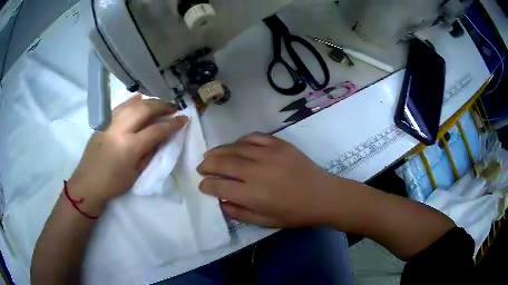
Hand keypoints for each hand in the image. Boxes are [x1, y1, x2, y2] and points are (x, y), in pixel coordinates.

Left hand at [68, 95, 187, 213]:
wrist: (88, 182)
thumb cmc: (113, 184)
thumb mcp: (136, 173)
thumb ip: (150, 152)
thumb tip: (162, 137)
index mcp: (129, 147)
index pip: (156, 130)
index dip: (172, 123)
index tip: (184, 119)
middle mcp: (120, 129)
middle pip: (145, 109)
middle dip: (162, 106)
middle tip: (174, 108)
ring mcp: (110, 122)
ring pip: (133, 104)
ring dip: (149, 101)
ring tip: (159, 104)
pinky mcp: (103, 121)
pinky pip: (120, 106)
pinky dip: (132, 101)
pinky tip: (140, 99)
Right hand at [197, 132, 340, 227]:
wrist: (323, 196)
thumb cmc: (295, 213)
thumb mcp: (266, 222)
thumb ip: (240, 213)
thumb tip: (221, 201)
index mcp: (253, 195)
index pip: (219, 186)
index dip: (207, 185)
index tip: (202, 185)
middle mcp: (257, 172)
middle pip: (223, 163)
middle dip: (207, 165)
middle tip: (201, 167)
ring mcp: (269, 154)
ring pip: (235, 148)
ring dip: (219, 151)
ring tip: (210, 154)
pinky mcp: (280, 144)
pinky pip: (254, 137)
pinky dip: (241, 140)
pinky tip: (235, 145)